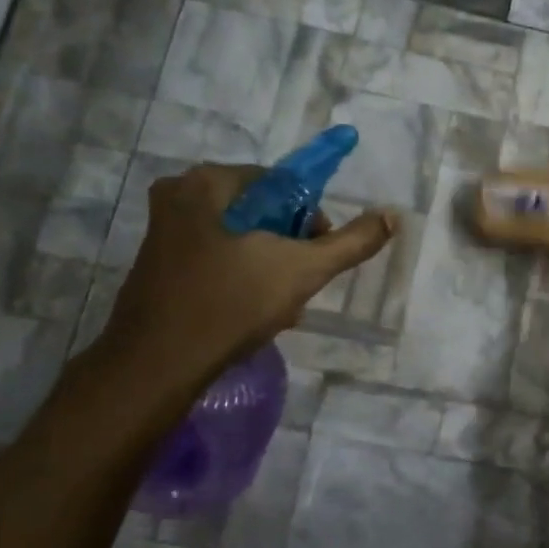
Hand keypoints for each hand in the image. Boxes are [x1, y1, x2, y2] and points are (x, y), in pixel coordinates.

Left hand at [99, 163, 396, 388]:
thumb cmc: (231, 304)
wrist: (158, 364)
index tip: (318, 254)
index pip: (281, 184)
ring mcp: (164, 233)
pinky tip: (252, 313)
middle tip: (299, 285)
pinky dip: (241, 280)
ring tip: (279, 307)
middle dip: (289, 249)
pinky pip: (217, 260)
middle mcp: (179, 197)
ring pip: (241, 240)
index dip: (310, 219)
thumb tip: (391, 216)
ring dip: (269, 268)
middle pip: (261, 213)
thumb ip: (350, 242)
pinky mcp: (159, 266)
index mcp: (207, 183)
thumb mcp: (303, 269)